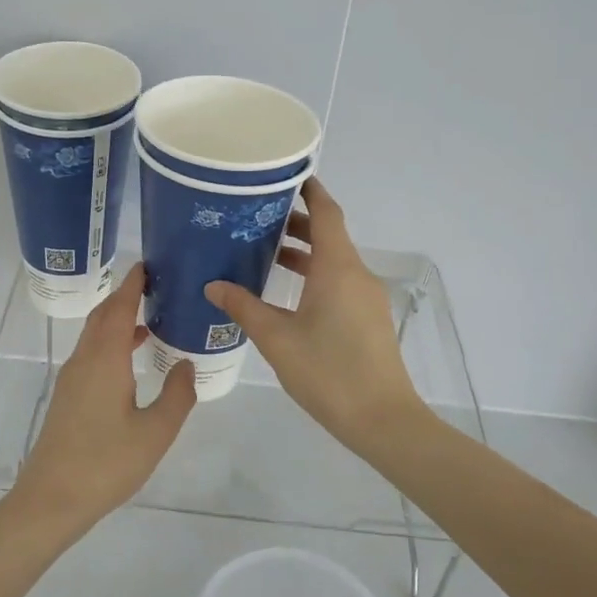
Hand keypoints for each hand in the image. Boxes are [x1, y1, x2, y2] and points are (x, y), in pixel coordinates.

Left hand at [2, 263, 197, 543]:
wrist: (51, 499)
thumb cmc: (106, 464)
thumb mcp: (155, 433)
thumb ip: (176, 395)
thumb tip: (187, 364)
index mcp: (105, 360)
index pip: (118, 308)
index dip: (133, 284)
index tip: (148, 264)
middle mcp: (84, 360)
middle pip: (103, 315)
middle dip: (125, 296)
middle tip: (156, 286)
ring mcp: (72, 378)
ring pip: (95, 335)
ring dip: (118, 320)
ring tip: (152, 318)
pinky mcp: (68, 396)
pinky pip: (92, 353)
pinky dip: (112, 342)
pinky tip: (132, 359)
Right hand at [205, 178, 422, 446]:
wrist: (383, 420)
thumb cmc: (328, 372)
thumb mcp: (277, 339)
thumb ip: (244, 307)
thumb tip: (213, 285)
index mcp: (337, 268)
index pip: (326, 212)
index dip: (309, 190)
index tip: (283, 176)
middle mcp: (356, 274)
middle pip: (328, 234)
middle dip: (296, 222)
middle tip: (256, 216)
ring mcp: (366, 297)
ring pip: (333, 261)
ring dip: (303, 252)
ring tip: (263, 251)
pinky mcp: (368, 318)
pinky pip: (339, 282)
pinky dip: (313, 275)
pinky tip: (285, 293)